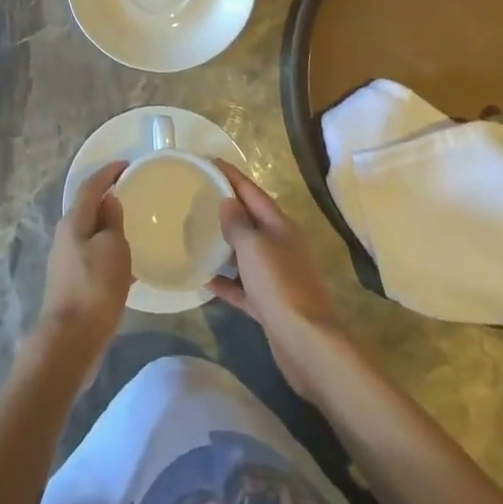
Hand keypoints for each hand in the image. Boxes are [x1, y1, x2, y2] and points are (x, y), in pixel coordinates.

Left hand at [32, 161, 132, 382]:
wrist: (71, 340)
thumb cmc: (95, 287)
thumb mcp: (112, 248)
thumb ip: (112, 221)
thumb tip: (109, 201)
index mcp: (73, 222)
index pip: (91, 186)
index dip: (108, 172)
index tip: (127, 164)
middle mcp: (65, 237)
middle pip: (88, 209)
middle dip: (108, 200)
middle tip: (133, 195)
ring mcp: (66, 261)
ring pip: (91, 234)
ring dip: (110, 228)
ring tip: (134, 229)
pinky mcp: (72, 283)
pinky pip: (94, 257)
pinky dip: (110, 253)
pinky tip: (128, 268)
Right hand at [209, 160, 347, 397]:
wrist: (305, 342)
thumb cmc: (279, 285)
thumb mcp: (254, 247)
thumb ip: (238, 223)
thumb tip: (228, 202)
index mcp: (280, 226)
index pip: (252, 192)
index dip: (231, 175)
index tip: (208, 161)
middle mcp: (280, 245)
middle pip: (250, 219)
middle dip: (226, 206)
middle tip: (197, 195)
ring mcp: (276, 275)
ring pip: (245, 252)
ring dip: (224, 244)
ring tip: (196, 234)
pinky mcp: (270, 303)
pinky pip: (243, 285)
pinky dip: (226, 281)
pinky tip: (205, 280)